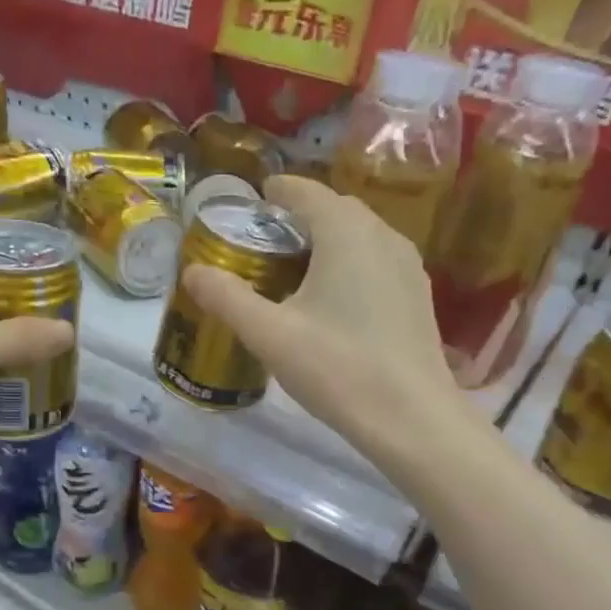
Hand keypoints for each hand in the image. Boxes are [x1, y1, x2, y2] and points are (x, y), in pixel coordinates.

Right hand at [183, 174, 463, 466]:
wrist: (410, 418)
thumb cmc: (337, 368)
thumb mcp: (269, 334)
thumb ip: (227, 298)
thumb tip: (192, 271)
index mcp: (345, 231)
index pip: (305, 191)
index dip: (276, 193)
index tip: (252, 204)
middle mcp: (382, 234)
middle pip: (334, 210)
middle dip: (298, 218)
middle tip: (264, 244)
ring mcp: (407, 264)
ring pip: (359, 236)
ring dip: (326, 242)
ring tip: (294, 272)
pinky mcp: (418, 294)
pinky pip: (376, 261)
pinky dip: (349, 264)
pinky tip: (333, 300)